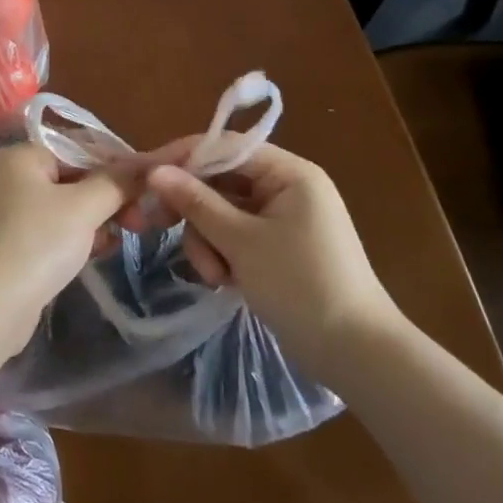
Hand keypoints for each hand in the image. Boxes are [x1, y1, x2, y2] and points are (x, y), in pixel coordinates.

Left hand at [0, 142, 126, 357]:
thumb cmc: (37, 243)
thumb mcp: (83, 208)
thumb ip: (116, 183)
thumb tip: (146, 166)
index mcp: (23, 155)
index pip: (81, 148)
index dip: (118, 165)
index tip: (150, 189)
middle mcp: (12, 176)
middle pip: (75, 177)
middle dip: (110, 197)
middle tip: (140, 221)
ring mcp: (9, 212)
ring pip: (67, 207)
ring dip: (97, 220)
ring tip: (120, 238)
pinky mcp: (13, 244)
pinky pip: (54, 230)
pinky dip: (77, 238)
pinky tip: (98, 252)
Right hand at [146, 141, 404, 382]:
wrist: (357, 355)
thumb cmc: (302, 286)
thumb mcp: (242, 242)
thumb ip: (196, 202)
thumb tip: (154, 171)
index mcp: (289, 173)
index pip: (224, 147)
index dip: (182, 158)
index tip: (144, 175)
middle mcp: (286, 187)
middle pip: (220, 181)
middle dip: (194, 211)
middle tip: (156, 226)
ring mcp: (282, 219)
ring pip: (222, 212)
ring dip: (208, 240)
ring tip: (214, 276)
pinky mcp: (277, 247)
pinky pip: (236, 235)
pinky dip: (223, 254)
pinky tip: (224, 281)